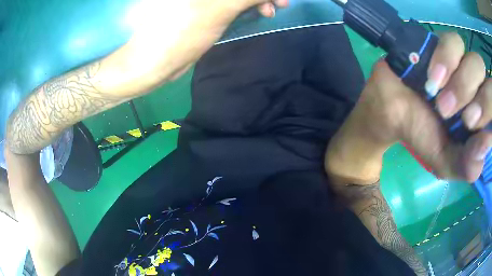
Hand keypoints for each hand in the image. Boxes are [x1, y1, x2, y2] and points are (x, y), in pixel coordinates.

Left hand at [114, 0, 289, 95]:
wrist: (154, 61)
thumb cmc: (182, 32)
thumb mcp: (220, 8)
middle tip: (278, 4)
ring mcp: (199, 0)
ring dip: (255, 0)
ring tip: (267, 12)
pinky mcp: (201, 7)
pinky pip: (228, 2)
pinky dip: (245, 4)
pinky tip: (254, 11)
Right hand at [326, 32, 490, 182]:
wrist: (392, 113)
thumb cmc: (423, 137)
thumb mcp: (447, 163)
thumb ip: (468, 164)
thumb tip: (486, 145)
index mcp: (480, 117)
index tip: (476, 131)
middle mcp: (477, 88)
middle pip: (490, 86)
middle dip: (482, 104)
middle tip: (464, 120)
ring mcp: (461, 63)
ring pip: (477, 62)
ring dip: (464, 85)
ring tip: (442, 103)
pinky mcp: (442, 45)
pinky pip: (454, 43)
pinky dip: (447, 61)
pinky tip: (434, 78)